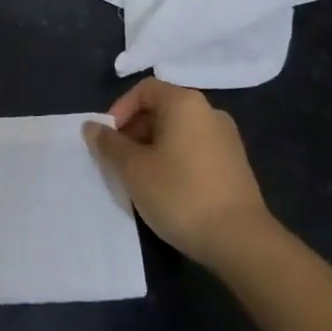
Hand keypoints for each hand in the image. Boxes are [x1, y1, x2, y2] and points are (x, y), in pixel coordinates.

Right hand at [84, 78, 269, 262]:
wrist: (240, 241)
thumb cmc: (179, 194)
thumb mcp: (133, 169)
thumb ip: (109, 144)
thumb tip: (91, 126)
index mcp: (185, 103)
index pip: (145, 89)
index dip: (120, 109)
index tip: (108, 139)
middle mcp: (209, 113)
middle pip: (162, 109)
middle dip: (134, 132)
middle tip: (119, 162)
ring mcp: (226, 139)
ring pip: (177, 132)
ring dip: (152, 148)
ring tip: (139, 179)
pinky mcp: (235, 165)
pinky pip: (194, 150)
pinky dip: (174, 161)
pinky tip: (166, 190)